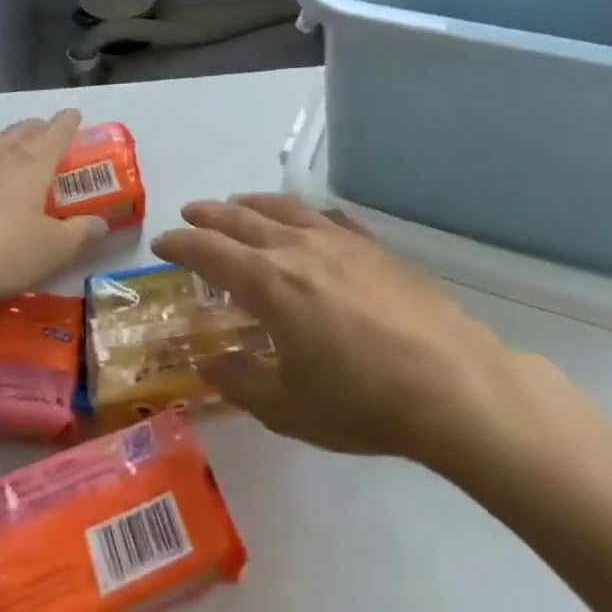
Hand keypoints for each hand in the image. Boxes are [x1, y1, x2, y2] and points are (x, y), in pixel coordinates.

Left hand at [0, 110, 108, 310]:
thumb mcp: (51, 251)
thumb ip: (80, 234)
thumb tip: (102, 224)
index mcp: (33, 162)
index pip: (57, 131)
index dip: (69, 122)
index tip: (75, 114)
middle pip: (24, 129)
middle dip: (39, 128)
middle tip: (48, 134)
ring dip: (5, 138)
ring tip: (11, 144)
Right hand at [153, 194, 520, 463]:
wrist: (449, 382)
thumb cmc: (360, 401)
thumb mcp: (286, 407)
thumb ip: (239, 381)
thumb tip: (208, 362)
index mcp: (268, 282)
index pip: (210, 251)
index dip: (181, 244)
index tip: (162, 243)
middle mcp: (297, 248)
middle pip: (242, 219)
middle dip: (210, 214)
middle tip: (190, 213)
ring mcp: (340, 241)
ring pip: (284, 208)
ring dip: (252, 203)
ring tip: (238, 204)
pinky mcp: (374, 246)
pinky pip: (327, 217)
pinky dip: (302, 213)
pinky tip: (306, 221)